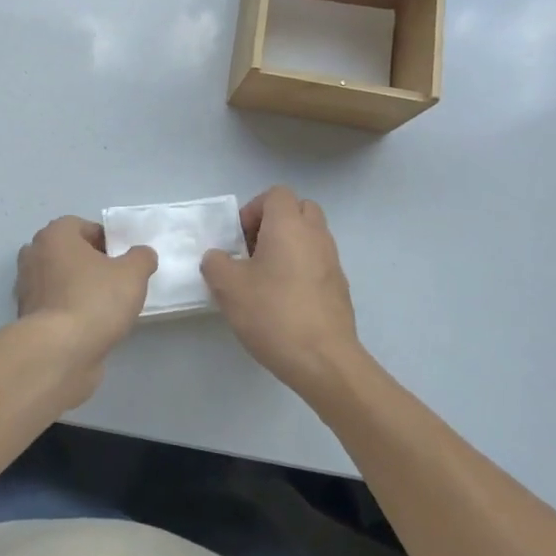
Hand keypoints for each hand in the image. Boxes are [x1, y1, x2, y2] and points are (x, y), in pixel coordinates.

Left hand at [14, 217, 156, 398]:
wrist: (59, 352)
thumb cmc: (95, 300)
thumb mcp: (133, 274)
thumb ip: (141, 258)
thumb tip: (142, 255)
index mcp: (54, 235)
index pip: (82, 226)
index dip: (106, 240)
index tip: (122, 260)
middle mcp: (34, 255)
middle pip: (69, 253)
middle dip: (91, 264)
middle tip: (116, 281)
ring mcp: (27, 288)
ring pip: (60, 280)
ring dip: (79, 288)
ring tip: (106, 307)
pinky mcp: (27, 318)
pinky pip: (55, 306)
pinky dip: (70, 311)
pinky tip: (90, 326)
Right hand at [201, 186, 364, 394]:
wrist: (324, 360)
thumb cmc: (273, 313)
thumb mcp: (228, 287)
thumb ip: (216, 263)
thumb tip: (218, 258)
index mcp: (289, 225)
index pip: (276, 194)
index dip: (253, 210)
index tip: (239, 240)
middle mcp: (316, 235)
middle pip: (298, 210)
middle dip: (273, 224)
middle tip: (252, 252)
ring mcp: (333, 261)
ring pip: (310, 237)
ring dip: (287, 247)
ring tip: (265, 278)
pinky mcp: (339, 287)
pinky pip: (318, 262)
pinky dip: (301, 269)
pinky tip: (283, 300)